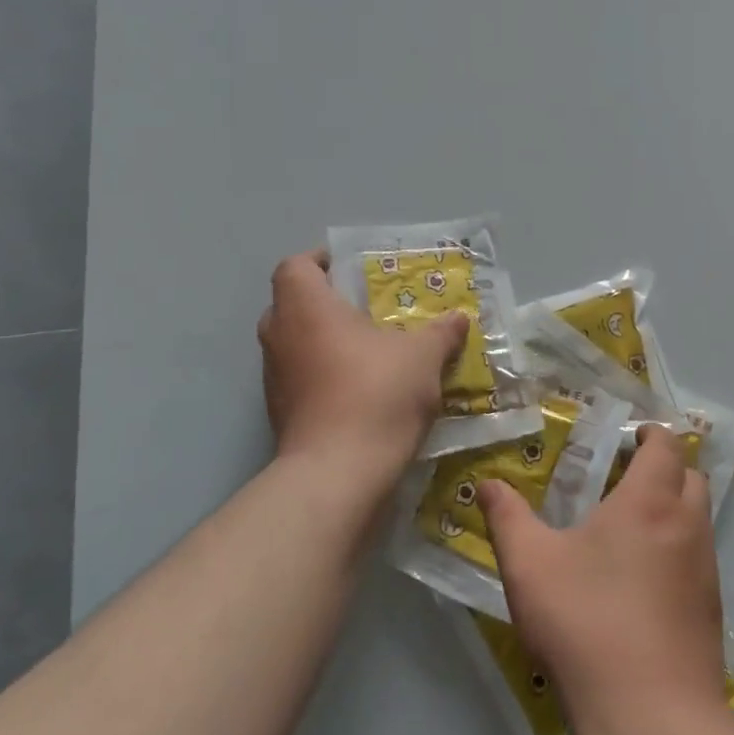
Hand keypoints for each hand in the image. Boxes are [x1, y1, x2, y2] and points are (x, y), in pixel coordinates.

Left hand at [258, 250, 467, 489]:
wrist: (338, 474)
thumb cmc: (377, 393)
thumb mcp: (423, 356)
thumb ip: (441, 333)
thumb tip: (458, 318)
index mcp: (306, 308)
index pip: (296, 265)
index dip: (320, 260)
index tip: (352, 269)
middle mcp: (280, 336)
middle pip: (291, 303)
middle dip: (326, 302)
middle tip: (366, 309)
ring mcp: (274, 379)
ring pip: (295, 344)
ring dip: (325, 341)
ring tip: (369, 350)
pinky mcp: (280, 414)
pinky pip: (301, 378)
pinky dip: (324, 375)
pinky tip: (362, 389)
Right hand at [478, 427, 729, 734]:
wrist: (652, 720)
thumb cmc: (588, 625)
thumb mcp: (531, 568)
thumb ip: (507, 518)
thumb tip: (489, 484)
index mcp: (650, 501)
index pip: (668, 444)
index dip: (651, 434)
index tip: (627, 439)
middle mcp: (687, 525)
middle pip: (690, 475)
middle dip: (664, 468)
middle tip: (623, 479)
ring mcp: (706, 569)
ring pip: (697, 517)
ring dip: (672, 509)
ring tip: (627, 530)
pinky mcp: (711, 610)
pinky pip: (698, 558)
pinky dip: (676, 550)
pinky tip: (641, 583)